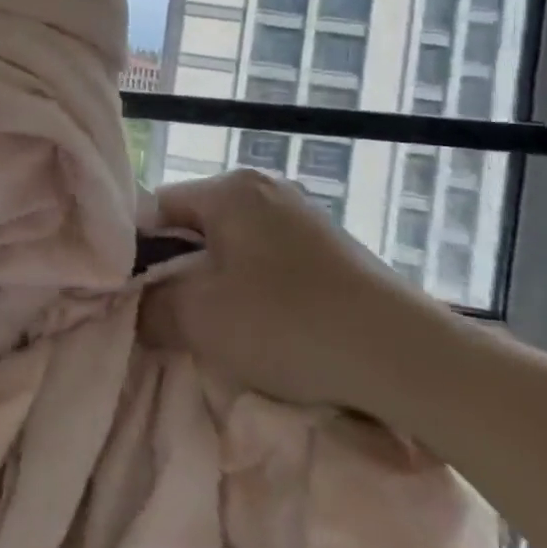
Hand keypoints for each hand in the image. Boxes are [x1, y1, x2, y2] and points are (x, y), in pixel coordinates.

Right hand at [142, 169, 453, 413]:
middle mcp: (266, 189)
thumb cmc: (289, 325)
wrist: (408, 358)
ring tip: (225, 331)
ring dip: (220, 286)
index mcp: (229, 189)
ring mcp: (304, 216)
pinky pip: (270, 262)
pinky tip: (270, 331)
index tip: (141, 298)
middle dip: (182, 272)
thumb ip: (149, 305)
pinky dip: (258, 292)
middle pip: (197, 227)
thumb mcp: (199, 320)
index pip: (157, 209)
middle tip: (178, 318)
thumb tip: (137, 305)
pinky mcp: (333, 249)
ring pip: (234, 248)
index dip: (140, 254)